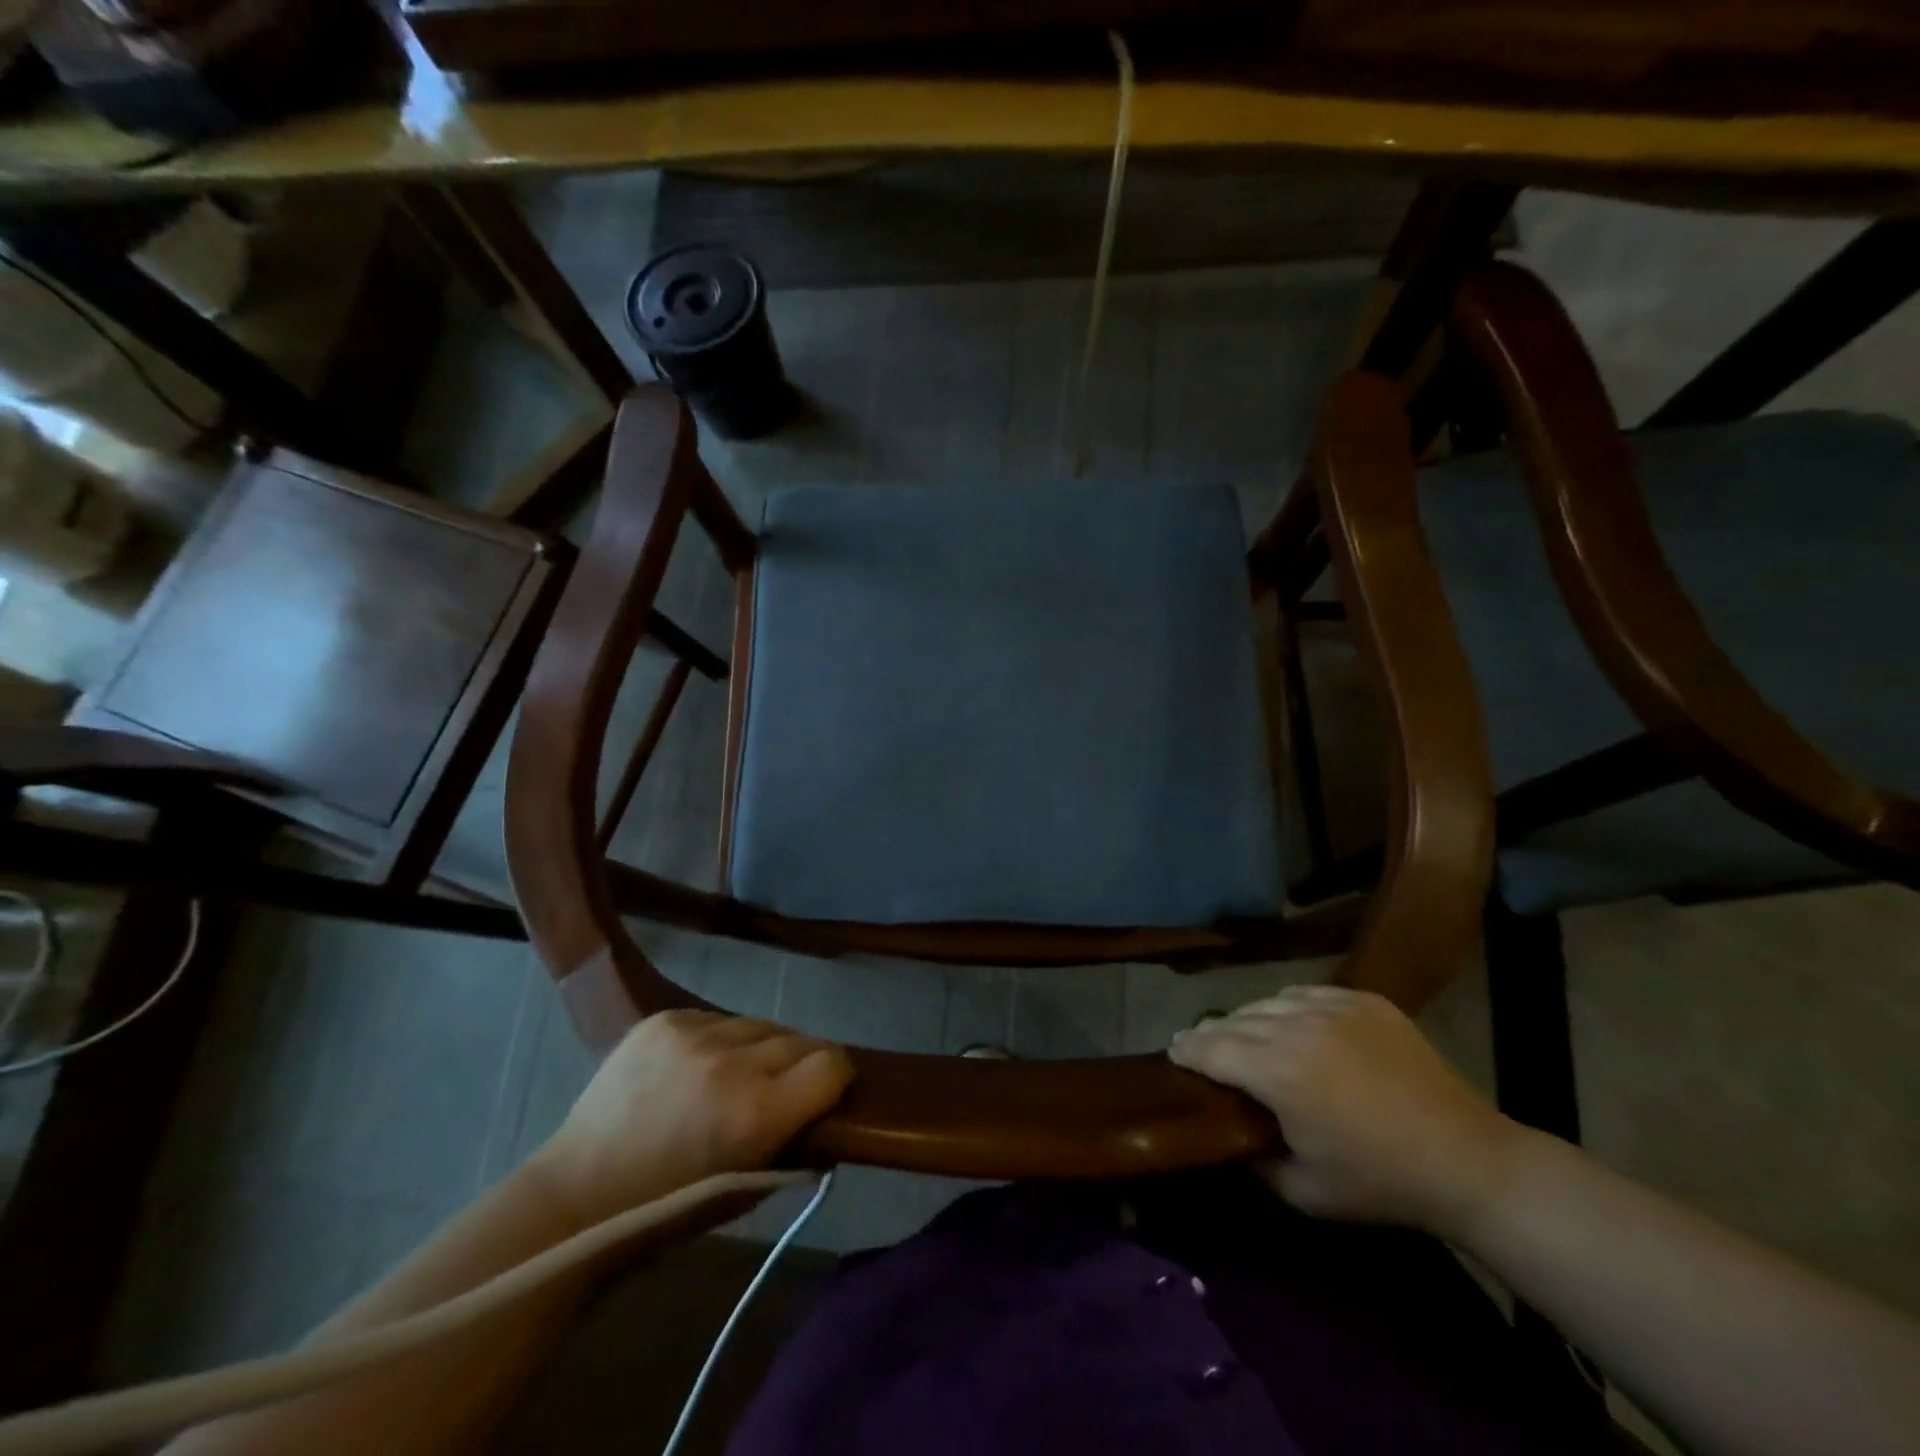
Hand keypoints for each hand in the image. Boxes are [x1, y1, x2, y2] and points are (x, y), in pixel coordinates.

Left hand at [532, 1010, 853, 1226]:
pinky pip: (717, 1018)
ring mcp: (695, 1034)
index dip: (835, 1079)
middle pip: (800, 1040)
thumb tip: (826, 1108)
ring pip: (759, 1025)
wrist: (577, 1195)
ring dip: (759, 1049)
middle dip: (800, 1064)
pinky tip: (694, 1069)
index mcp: (757, 1112)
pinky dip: (719, 1040)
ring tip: (733, 1078)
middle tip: (780, 1090)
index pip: (832, 1064)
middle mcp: (732, 1063)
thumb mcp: (748, 1190)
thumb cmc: (670, 1208)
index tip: (825, 1093)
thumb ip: (794, 1143)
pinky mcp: (665, 1019)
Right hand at [1169, 986, 1522, 1238]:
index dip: (1185, 1050)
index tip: (1172, 1052)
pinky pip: (1306, 993)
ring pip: (1267, 1002)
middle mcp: (1297, 1026)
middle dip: (1211, 1035)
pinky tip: (1294, 1026)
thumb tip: (1228, 1133)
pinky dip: (1289, 1008)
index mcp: (1277, 1070)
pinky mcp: (1363, 999)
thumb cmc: (1380, 1183)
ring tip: (1247, 1037)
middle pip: (1233, 1020)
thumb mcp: (1303, 1191)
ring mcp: (1333, 1006)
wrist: (1469, 1161)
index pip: (1210, 1048)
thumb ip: (1252, 1158)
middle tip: (1201, 1048)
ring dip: (1249, 1020)